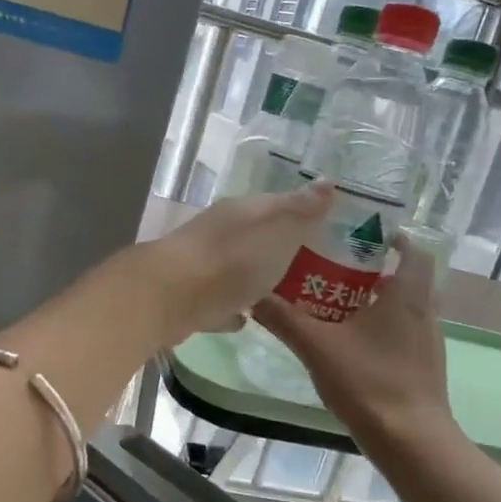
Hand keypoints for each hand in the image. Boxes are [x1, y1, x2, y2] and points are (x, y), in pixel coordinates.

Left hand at [142, 181, 335, 341]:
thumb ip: (302, 210)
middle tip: (312, 263)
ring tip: (285, 291)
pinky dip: (233, 306)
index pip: (278, 204)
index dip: (302, 212)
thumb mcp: (278, 230)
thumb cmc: (233, 259)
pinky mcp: (190, 299)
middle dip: (279, 246)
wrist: (171, 296)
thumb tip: (329, 182)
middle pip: (256, 236)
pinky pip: (219, 301)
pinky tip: (246, 318)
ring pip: (236, 268)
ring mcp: (202, 266)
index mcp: (242, 212)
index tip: (327, 226)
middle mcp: (219, 232)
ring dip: (255, 277)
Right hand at [253, 235, 450, 440]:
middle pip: (404, 277)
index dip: (392, 238)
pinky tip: (348, 344)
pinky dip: (378, 328)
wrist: (412, 441)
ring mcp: (427, 342)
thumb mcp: (317, 346)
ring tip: (334, 304)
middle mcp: (424, 312)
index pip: (413, 250)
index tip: (360, 235)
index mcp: (407, 295)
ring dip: (374, 301)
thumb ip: (283, 318)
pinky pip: (401, 333)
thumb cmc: (369, 381)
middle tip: (333, 267)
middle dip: (372, 270)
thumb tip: (252, 296)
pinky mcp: (422, 367)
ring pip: (402, 307)